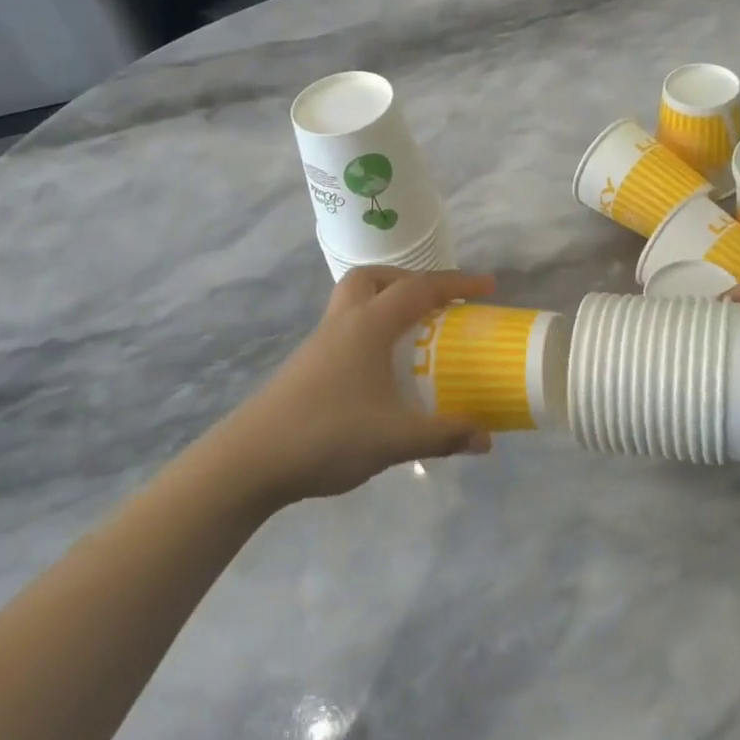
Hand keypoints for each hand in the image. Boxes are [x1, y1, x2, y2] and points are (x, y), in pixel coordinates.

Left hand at [208, 267, 498, 506]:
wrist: (250, 460)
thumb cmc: (326, 435)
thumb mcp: (394, 438)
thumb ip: (444, 435)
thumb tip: (486, 440)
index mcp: (367, 326)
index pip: (418, 288)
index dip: (456, 283)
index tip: (488, 287)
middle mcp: (342, 323)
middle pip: (374, 279)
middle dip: (410, 282)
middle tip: (437, 306)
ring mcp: (320, 343)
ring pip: (355, 302)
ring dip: (387, 306)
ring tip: (414, 336)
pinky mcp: (307, 365)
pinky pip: (347, 330)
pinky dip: (372, 333)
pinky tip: (382, 372)